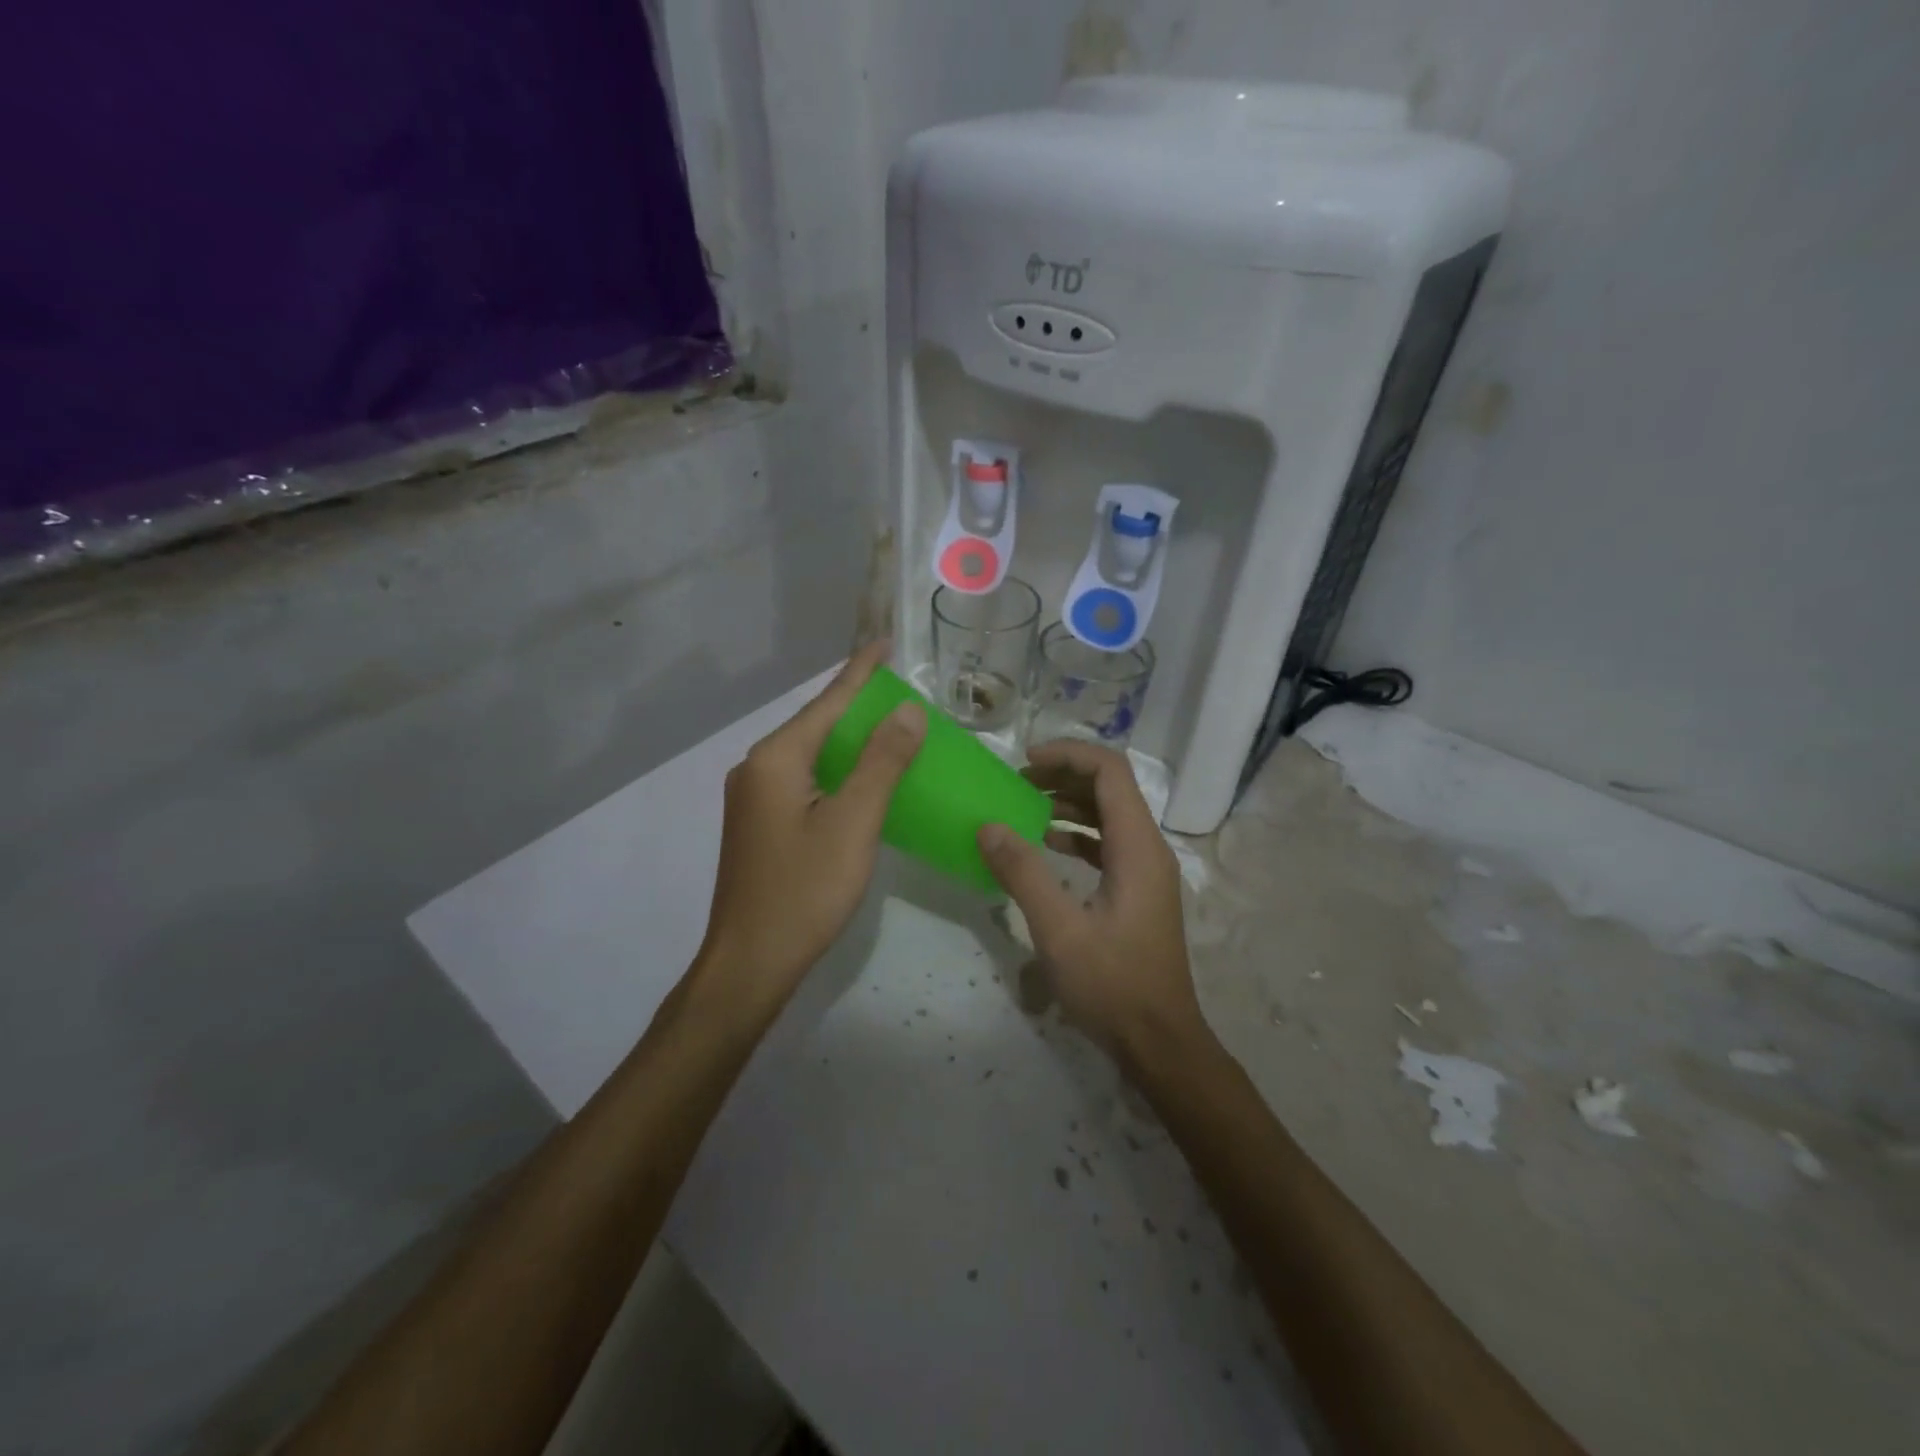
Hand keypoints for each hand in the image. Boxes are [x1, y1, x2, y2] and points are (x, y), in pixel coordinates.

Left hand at [697, 641, 925, 1003]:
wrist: (749, 963)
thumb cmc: (804, 891)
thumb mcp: (853, 823)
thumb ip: (881, 762)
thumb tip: (907, 710)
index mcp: (776, 759)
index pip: (827, 702)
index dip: (860, 672)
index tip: (885, 643)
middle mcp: (757, 768)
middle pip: (816, 724)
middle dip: (858, 703)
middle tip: (900, 689)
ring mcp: (754, 798)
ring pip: (810, 753)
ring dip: (849, 738)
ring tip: (889, 725)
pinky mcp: (760, 824)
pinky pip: (804, 779)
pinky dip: (837, 769)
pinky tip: (861, 776)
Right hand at [976, 740, 1208, 1066]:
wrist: (1160, 1041)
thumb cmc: (1113, 985)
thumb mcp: (1059, 930)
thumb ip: (1023, 873)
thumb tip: (988, 826)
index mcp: (1137, 847)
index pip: (1110, 772)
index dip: (1069, 755)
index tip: (1025, 761)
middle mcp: (1148, 849)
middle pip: (1110, 788)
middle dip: (1063, 775)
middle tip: (1016, 782)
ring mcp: (1146, 871)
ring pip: (1109, 815)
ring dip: (1069, 803)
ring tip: (1024, 806)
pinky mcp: (1138, 891)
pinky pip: (1108, 844)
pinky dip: (1077, 834)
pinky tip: (1046, 845)